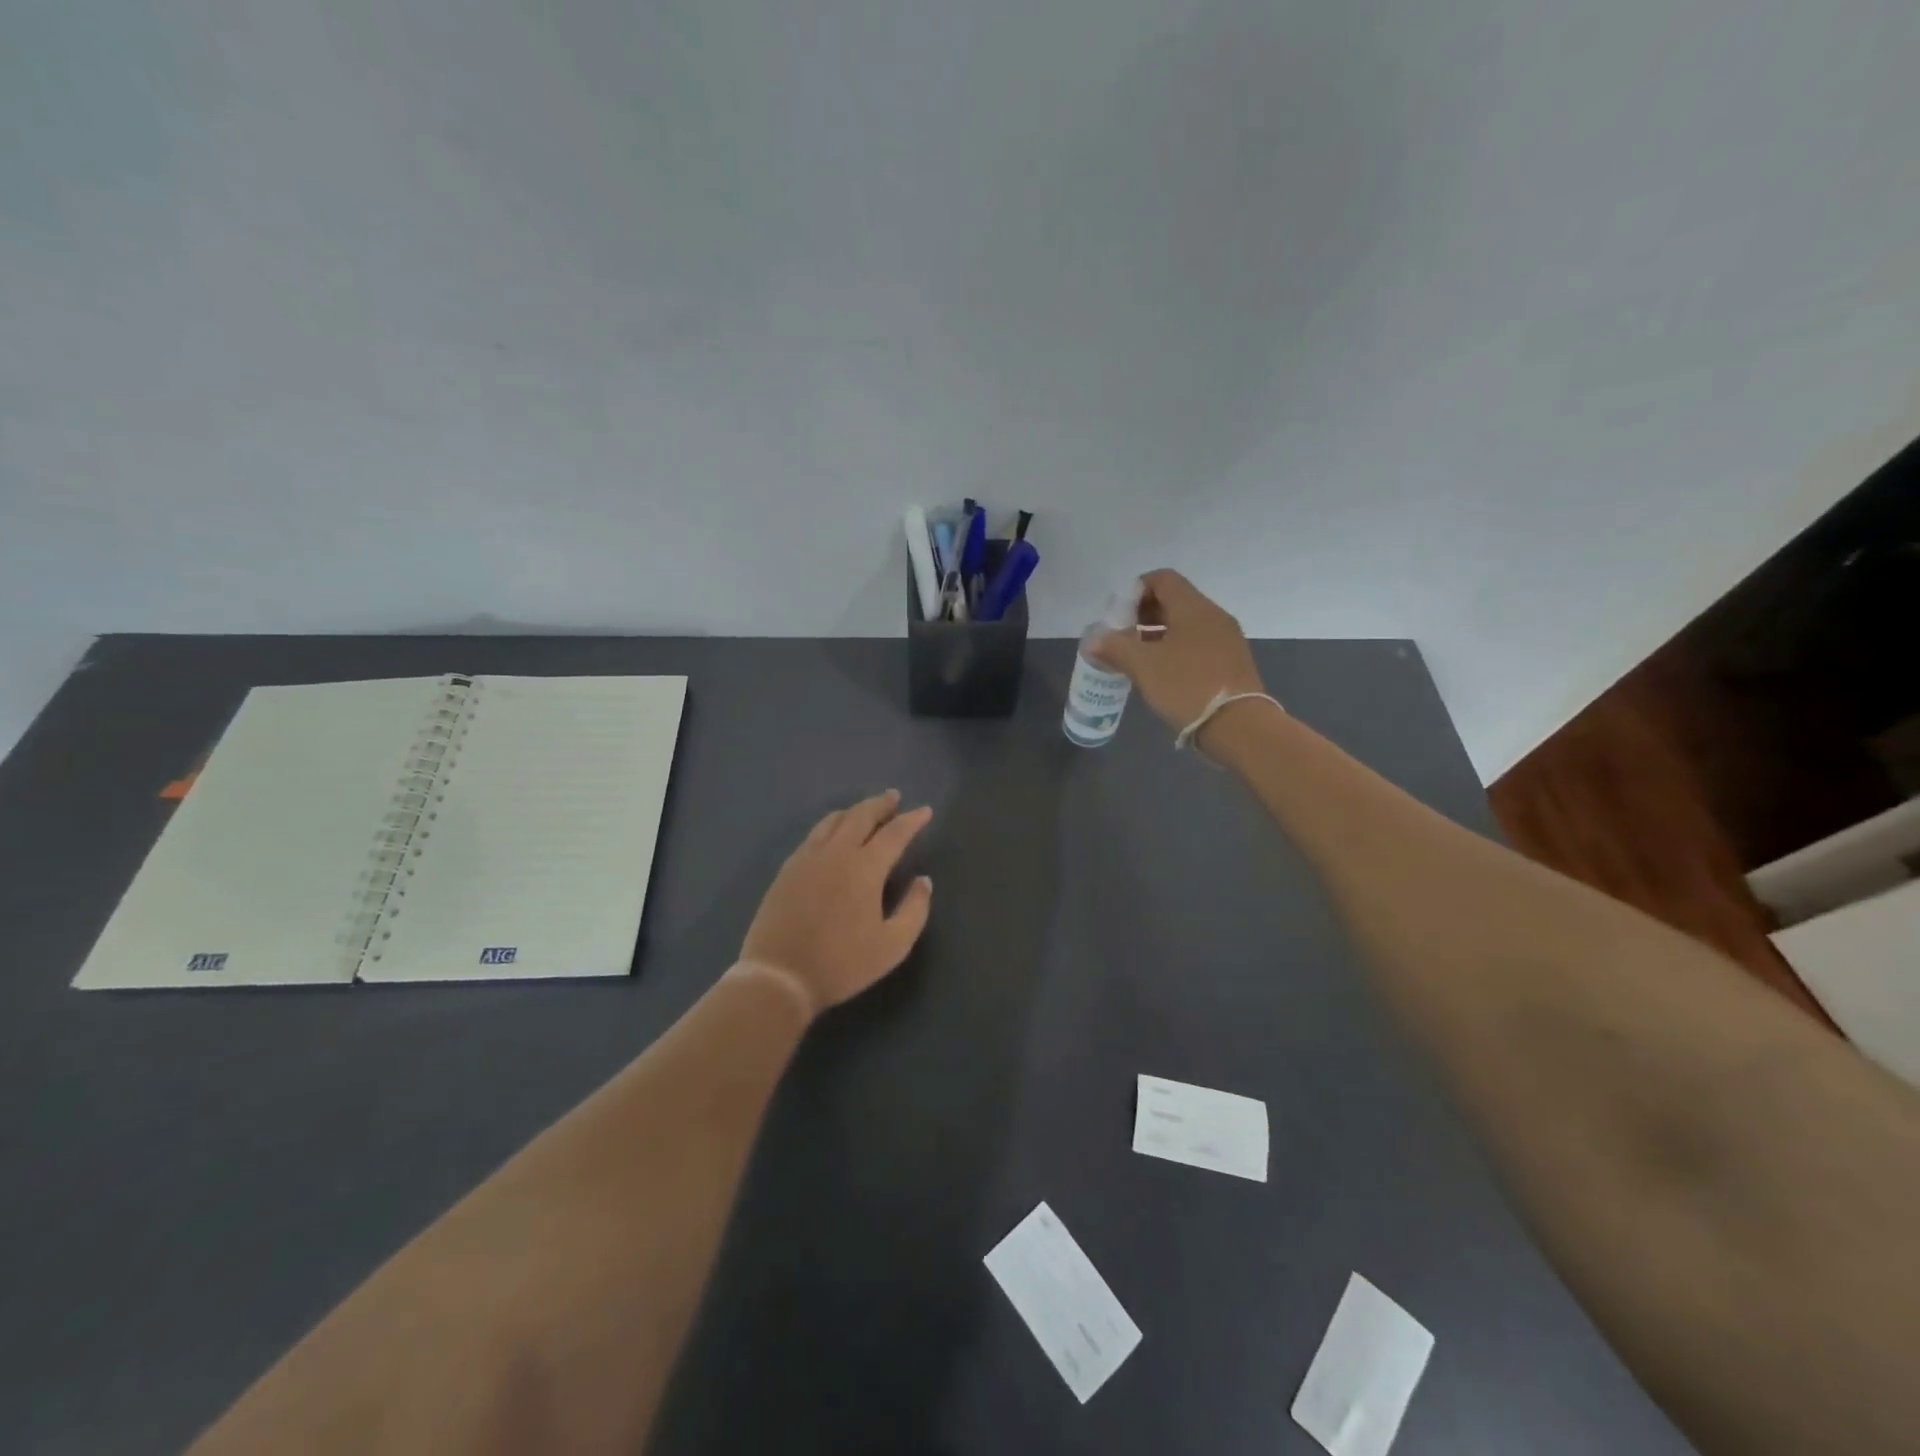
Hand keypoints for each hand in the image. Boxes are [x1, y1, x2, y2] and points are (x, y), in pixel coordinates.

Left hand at [739, 789, 933, 1016]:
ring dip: (854, 811)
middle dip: (881, 804)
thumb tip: (923, 881)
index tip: (925, 811)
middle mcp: (836, 853)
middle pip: (861, 815)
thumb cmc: (842, 964)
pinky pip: (814, 835)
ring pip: (833, 820)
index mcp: (865, 868)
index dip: (912, 820)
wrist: (779, 977)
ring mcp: (807, 858)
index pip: (894, 833)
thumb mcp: (893, 946)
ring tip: (866, 811)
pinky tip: (833, 834)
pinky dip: (831, 825)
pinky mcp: (787, 869)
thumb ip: (915, 909)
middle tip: (894, 797)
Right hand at [1091, 569, 1264, 734]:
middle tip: (1121, 637)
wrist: (1239, 727)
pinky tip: (1160, 673)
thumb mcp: (1144, 666)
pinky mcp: (1231, 663)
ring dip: (1157, 634)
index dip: (1134, 590)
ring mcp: (1226, 640)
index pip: (1162, 579)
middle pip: (1174, 600)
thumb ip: (1115, 647)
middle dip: (1142, 614)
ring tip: (1135, 657)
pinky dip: (1174, 650)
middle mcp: (1213, 616)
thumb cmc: (1187, 687)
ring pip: (1185, 625)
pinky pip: (1197, 644)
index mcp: (1194, 608)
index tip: (1116, 615)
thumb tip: (1092, 640)